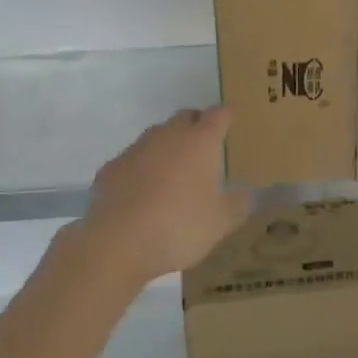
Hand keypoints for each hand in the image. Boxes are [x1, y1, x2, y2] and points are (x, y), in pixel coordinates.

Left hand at [76, 108, 249, 287]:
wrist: (117, 242)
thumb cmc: (179, 226)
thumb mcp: (221, 222)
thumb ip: (239, 203)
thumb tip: (246, 192)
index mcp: (200, 141)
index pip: (218, 114)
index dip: (225, 116)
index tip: (230, 122)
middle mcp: (168, 135)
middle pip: (185, 117)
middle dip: (196, 126)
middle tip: (204, 149)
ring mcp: (136, 149)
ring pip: (157, 136)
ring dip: (167, 147)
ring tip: (173, 174)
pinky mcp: (111, 167)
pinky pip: (132, 160)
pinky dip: (141, 169)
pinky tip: (141, 194)